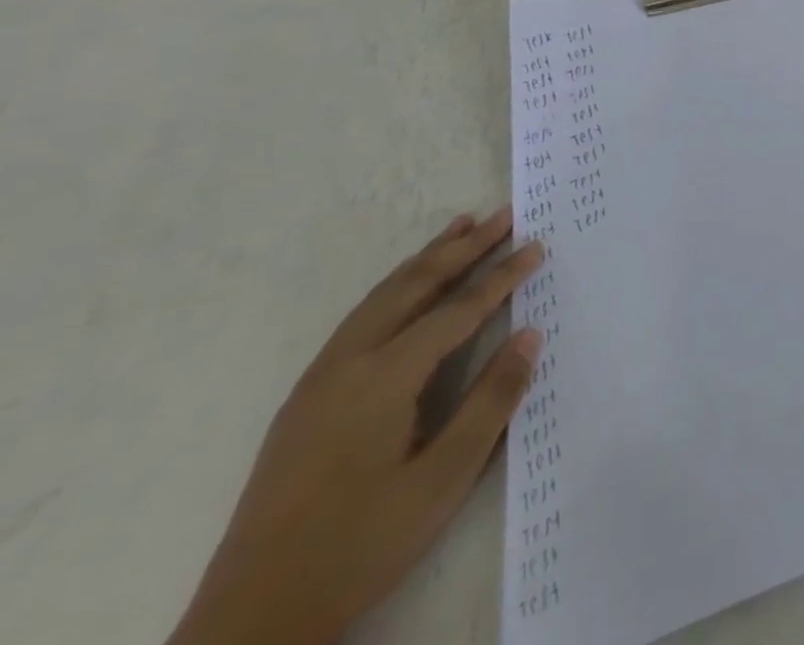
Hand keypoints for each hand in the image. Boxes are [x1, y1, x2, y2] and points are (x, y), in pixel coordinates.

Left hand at [167, 208, 546, 644]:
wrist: (251, 623)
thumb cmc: (359, 546)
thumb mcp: (442, 481)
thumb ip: (490, 402)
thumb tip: (529, 335)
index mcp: (382, 380)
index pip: (457, 310)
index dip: (501, 276)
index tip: (537, 245)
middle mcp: (347, 365)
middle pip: (414, 286)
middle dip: (463, 247)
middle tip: (505, 214)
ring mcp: (318, 381)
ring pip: (381, 297)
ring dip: (426, 259)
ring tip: (461, 227)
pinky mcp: (305, 400)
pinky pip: (360, 318)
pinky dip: (396, 287)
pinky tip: (409, 288)